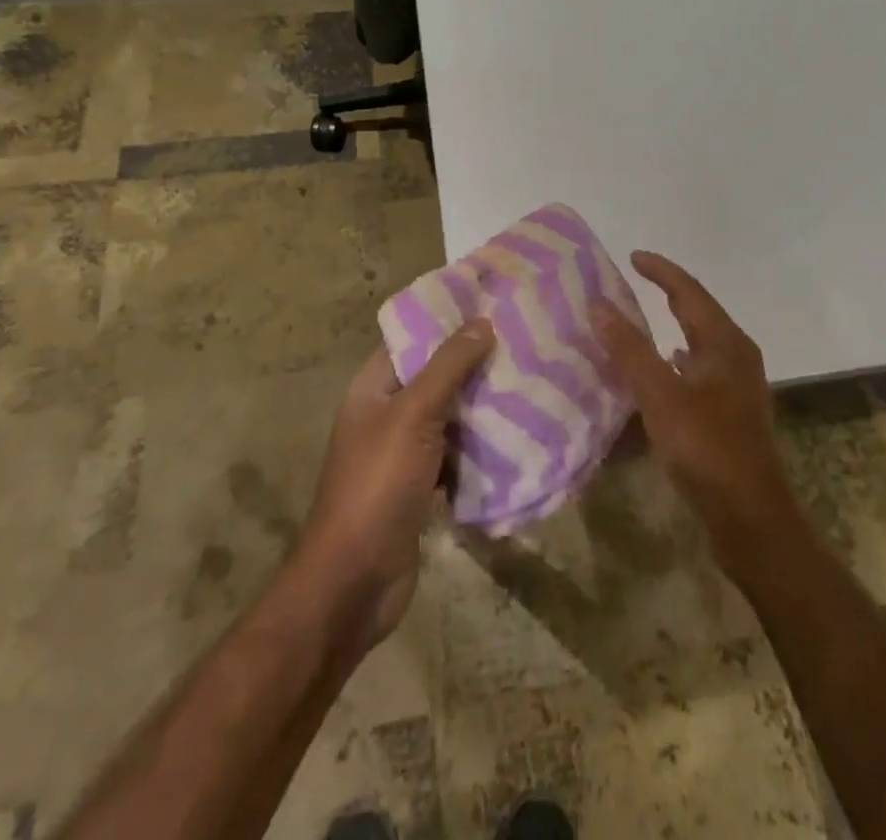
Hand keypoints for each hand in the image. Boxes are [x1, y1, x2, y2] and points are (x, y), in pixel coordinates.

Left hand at [296, 320, 494, 648]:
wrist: (355, 581)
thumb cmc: (378, 484)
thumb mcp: (413, 415)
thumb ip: (447, 367)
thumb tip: (481, 322)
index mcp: (373, 387)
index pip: (412, 339)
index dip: (448, 321)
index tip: (493, 305)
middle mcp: (386, 413)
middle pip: (435, 377)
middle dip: (475, 364)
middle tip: (524, 343)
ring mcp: (403, 452)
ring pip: (450, 416)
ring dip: (482, 406)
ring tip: (530, 382)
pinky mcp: (421, 485)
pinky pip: (456, 454)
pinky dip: (480, 447)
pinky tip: (518, 436)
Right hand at [591, 252, 801, 573]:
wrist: (752, 518)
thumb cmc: (707, 449)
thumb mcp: (661, 396)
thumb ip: (629, 349)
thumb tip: (599, 304)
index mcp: (725, 343)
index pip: (689, 291)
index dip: (660, 271)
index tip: (632, 256)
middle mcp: (735, 356)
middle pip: (698, 312)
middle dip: (667, 293)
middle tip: (632, 281)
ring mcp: (736, 385)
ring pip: (699, 342)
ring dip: (670, 326)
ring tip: (637, 320)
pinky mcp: (730, 412)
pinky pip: (698, 369)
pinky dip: (675, 360)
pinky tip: (659, 370)